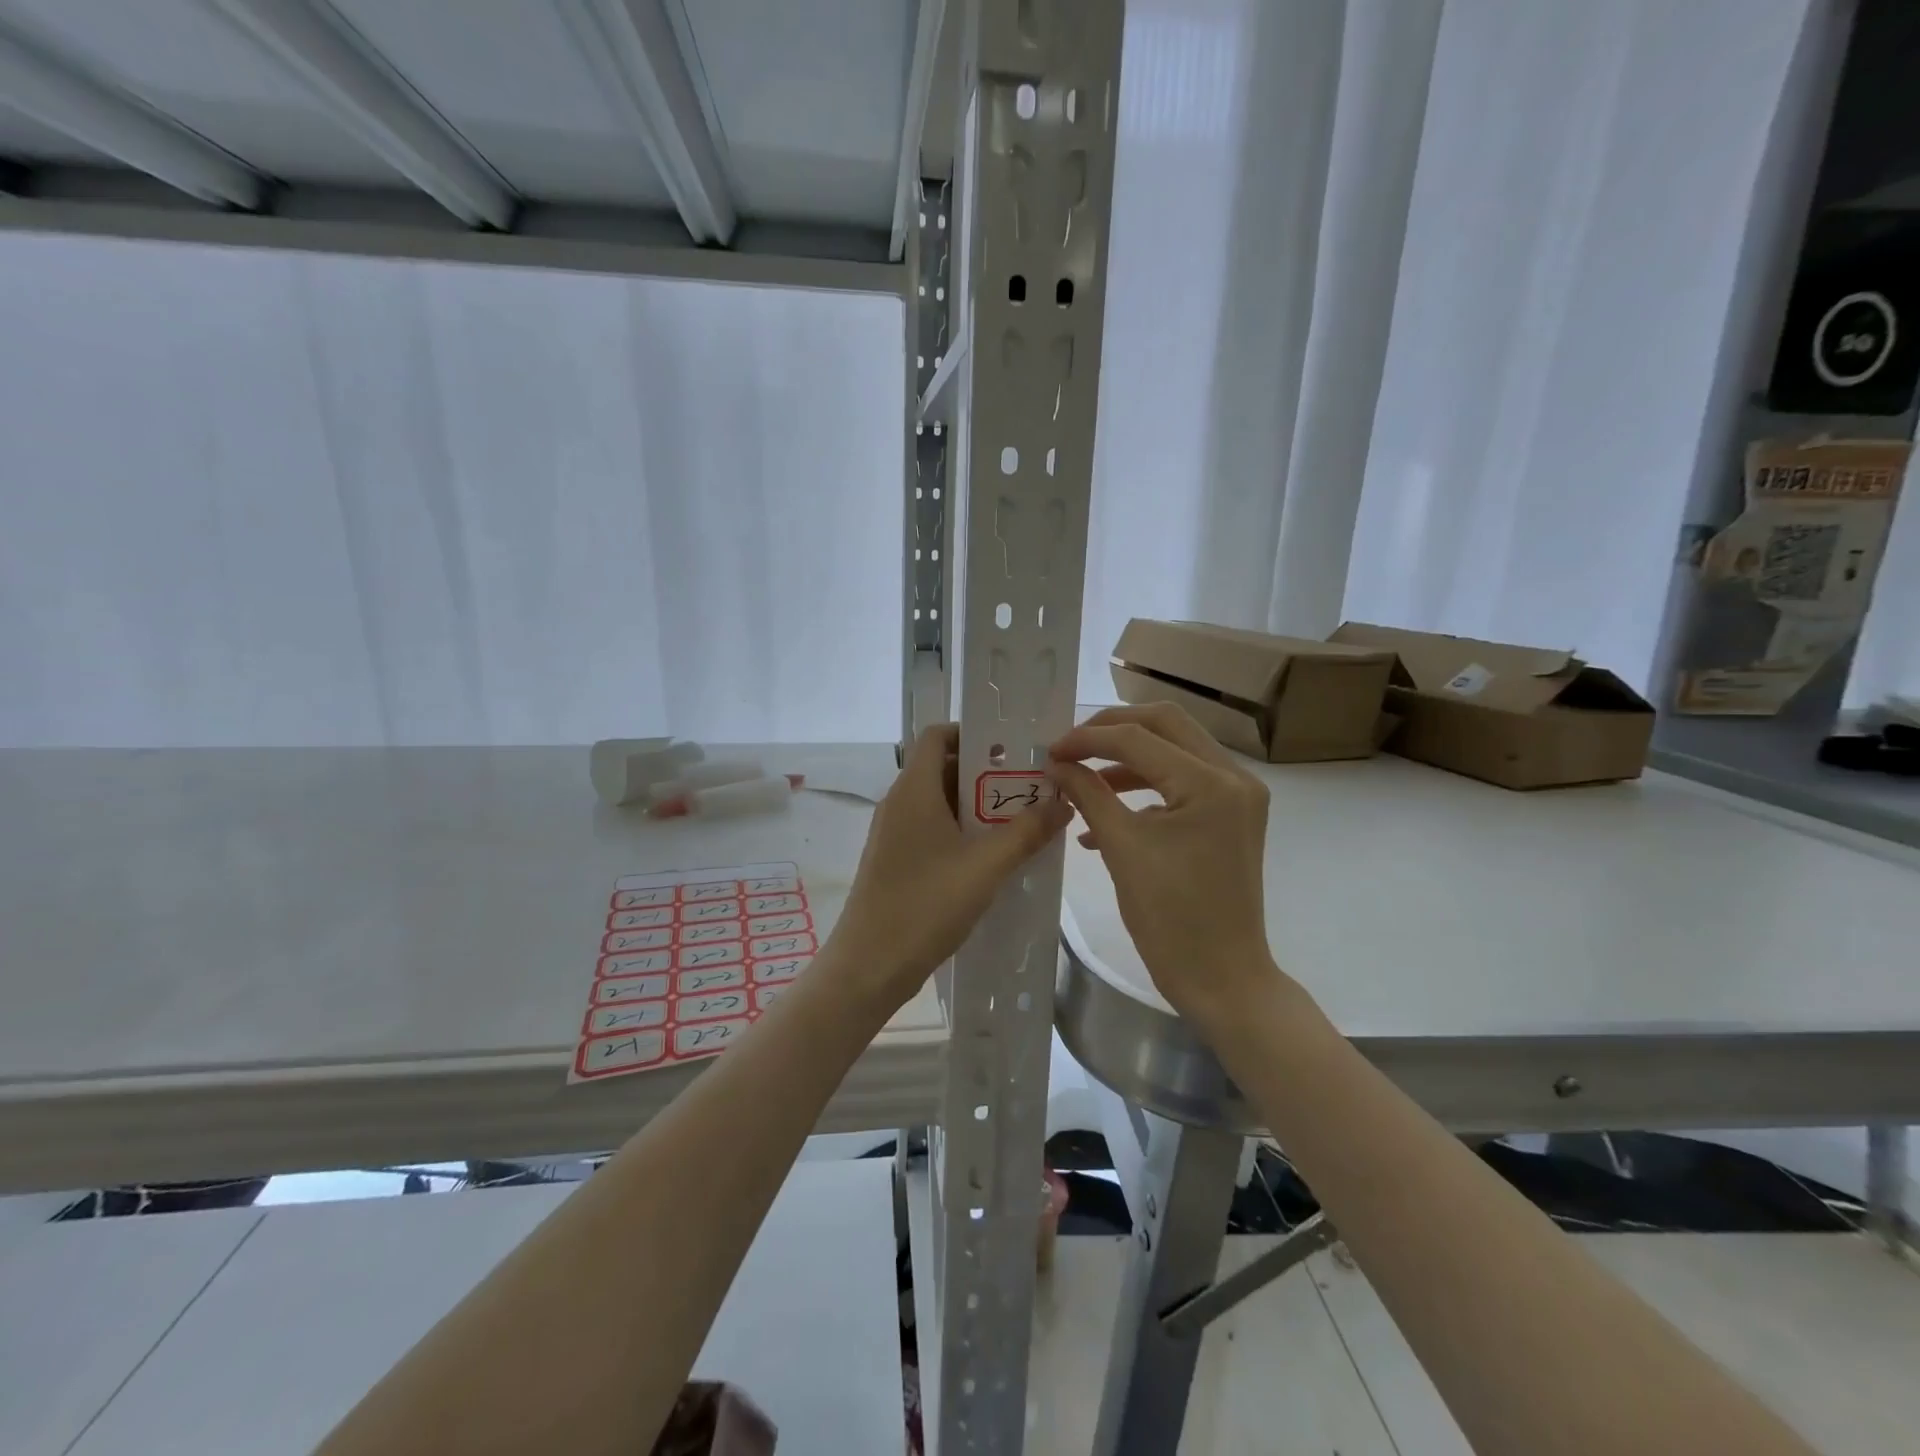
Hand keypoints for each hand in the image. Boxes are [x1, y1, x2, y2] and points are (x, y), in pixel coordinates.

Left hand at [833, 725, 1070, 1007]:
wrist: (869, 966)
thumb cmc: (925, 905)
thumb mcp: (986, 867)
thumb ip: (1026, 832)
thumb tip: (1062, 804)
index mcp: (914, 790)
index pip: (938, 735)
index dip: (972, 732)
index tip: (1013, 747)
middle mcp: (899, 803)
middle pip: (943, 768)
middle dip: (987, 773)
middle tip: (1030, 786)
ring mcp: (894, 834)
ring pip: (940, 802)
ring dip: (978, 806)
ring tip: (1021, 820)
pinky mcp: (896, 860)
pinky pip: (933, 829)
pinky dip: (962, 831)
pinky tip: (993, 856)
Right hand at [1048, 703, 1284, 1026]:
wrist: (1222, 979)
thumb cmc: (1171, 919)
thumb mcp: (1122, 849)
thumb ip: (1088, 794)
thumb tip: (1056, 764)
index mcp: (1211, 784)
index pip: (1139, 737)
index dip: (1088, 739)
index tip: (1049, 752)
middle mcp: (1234, 777)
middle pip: (1165, 724)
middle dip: (1111, 730)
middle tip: (1070, 747)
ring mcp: (1238, 796)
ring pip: (1173, 749)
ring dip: (1126, 758)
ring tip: (1080, 779)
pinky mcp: (1230, 816)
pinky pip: (1181, 782)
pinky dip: (1143, 787)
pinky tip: (1103, 815)